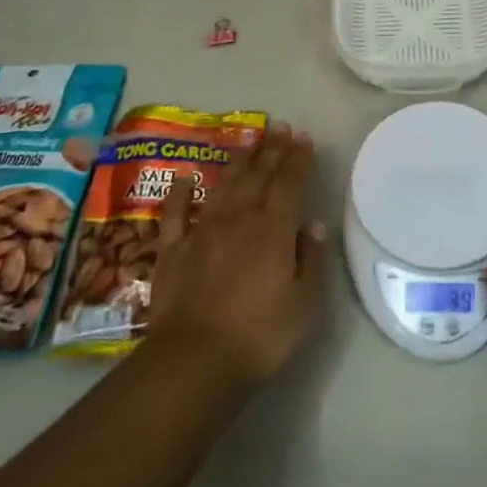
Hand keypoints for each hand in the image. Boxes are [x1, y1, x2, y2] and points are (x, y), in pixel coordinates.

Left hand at [143, 124, 326, 386]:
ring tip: (246, 137)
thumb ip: (311, 259)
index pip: (290, 183)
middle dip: (271, 149)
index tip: (303, 137)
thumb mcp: (305, 303)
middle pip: (258, 176)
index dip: (298, 158)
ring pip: (224, 185)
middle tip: (279, 126)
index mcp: (274, 229)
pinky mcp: (173, 250)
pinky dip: (181, 192)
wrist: (194, 360)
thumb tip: (312, 226)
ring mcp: (203, 231)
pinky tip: (185, 176)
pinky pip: (177, 213)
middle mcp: (239, 219)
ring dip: (237, 160)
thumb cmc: (260, 334)